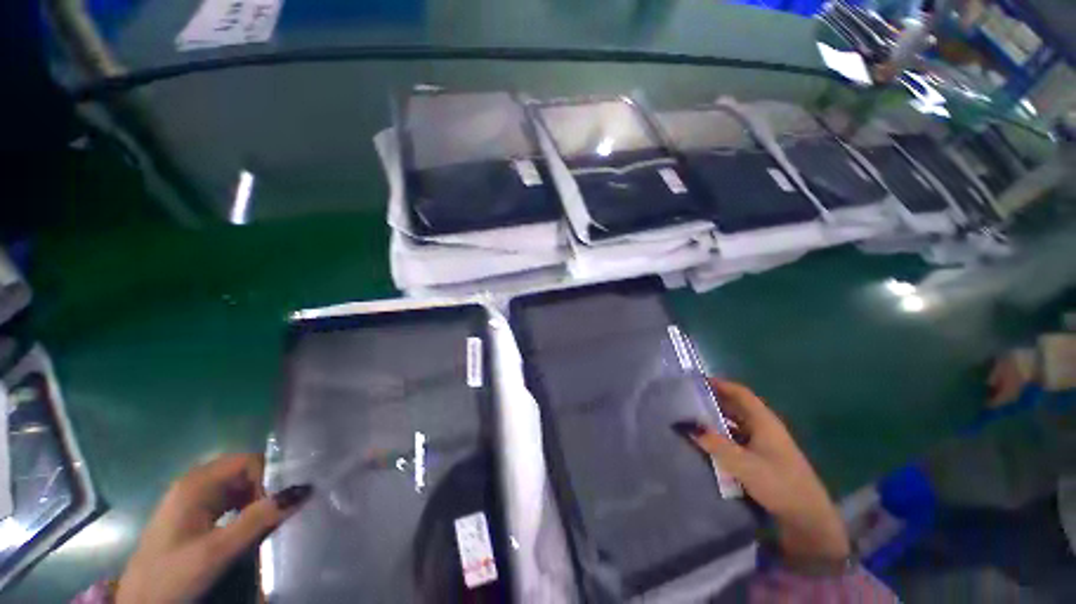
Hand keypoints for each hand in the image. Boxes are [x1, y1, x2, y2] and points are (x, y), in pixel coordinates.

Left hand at [116, 454, 311, 603]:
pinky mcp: (191, 516)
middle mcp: (193, 484)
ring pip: (236, 487)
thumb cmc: (174, 575)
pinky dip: (243, 509)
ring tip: (262, 523)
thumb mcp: (217, 551)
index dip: (267, 477)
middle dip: (263, 489)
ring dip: (255, 500)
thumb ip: (258, 520)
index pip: (247, 460)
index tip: (273, 506)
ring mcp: (190, 500)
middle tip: (271, 516)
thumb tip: (303, 489)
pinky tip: (245, 528)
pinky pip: (227, 501)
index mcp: (196, 484)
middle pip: (242, 471)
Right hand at [675, 380, 849, 565]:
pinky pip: (739, 439)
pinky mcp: (765, 458)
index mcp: (764, 421)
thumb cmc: (778, 483)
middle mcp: (765, 427)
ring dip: (718, 420)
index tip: (698, 381)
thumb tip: (688, 427)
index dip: (721, 384)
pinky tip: (711, 443)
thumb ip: (715, 444)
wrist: (808, 518)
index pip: (741, 393)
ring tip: (695, 419)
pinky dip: (724, 436)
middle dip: (715, 401)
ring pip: (738, 424)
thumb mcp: (743, 463)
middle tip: (690, 400)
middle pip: (738, 407)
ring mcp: (766, 443)